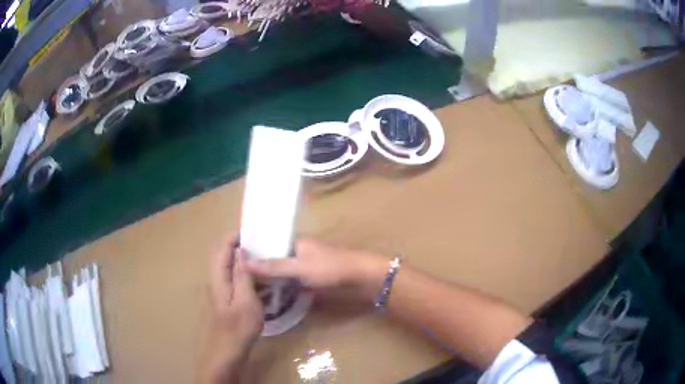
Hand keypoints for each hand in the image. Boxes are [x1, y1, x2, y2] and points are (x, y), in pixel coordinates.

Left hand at [201, 237, 262, 382]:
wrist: (229, 351)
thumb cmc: (238, 327)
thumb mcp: (246, 300)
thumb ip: (242, 275)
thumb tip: (241, 250)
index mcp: (219, 277)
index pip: (222, 247)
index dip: (234, 236)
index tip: (254, 232)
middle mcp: (218, 280)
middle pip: (226, 256)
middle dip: (243, 247)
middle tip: (265, 246)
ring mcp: (224, 290)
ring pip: (234, 269)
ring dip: (248, 262)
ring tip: (268, 261)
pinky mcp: (230, 299)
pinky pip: (239, 281)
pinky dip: (250, 276)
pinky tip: (267, 283)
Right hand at [244, 239, 387, 301]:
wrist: (363, 279)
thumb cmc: (331, 268)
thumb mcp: (300, 268)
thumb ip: (274, 267)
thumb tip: (244, 262)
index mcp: (296, 242)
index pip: (269, 245)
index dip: (254, 253)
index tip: (236, 262)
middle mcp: (299, 252)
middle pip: (275, 260)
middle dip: (261, 269)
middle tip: (240, 280)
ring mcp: (307, 267)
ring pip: (284, 272)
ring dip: (271, 279)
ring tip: (251, 289)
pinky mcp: (314, 280)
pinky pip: (293, 282)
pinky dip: (283, 287)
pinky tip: (271, 296)